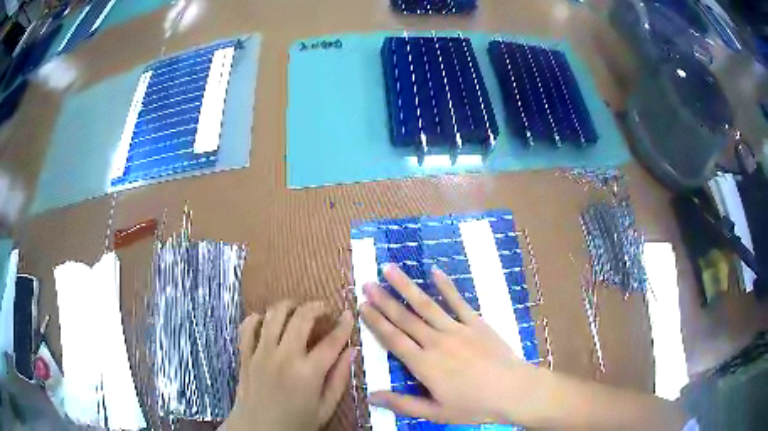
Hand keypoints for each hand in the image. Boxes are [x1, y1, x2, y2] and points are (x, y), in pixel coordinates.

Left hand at [225, 301, 354, 430]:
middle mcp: (284, 356)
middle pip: (301, 317)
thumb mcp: (325, 408)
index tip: (349, 315)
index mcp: (308, 373)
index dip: (343, 325)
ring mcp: (261, 353)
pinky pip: (248, 326)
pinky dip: (258, 318)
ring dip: (288, 306)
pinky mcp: (245, 354)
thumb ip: (339, 379)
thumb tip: (351, 351)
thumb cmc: (296, 423)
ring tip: (297, 310)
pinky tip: (266, 321)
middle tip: (323, 309)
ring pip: (274, 314)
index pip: (331, 341)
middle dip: (316, 307)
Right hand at [360, 264, 539, 423]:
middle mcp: (436, 342)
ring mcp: (457, 329)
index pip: (393, 339)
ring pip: (426, 305)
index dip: (376, 322)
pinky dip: (446, 286)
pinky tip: (434, 271)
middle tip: (367, 282)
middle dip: (384, 299)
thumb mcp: (436, 413)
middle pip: (405, 318)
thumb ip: (402, 404)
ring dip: (406, 286)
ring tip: (390, 269)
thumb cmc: (474, 405)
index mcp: (424, 365)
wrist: (513, 391)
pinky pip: (458, 301)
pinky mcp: (476, 323)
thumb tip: (371, 397)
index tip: (362, 305)